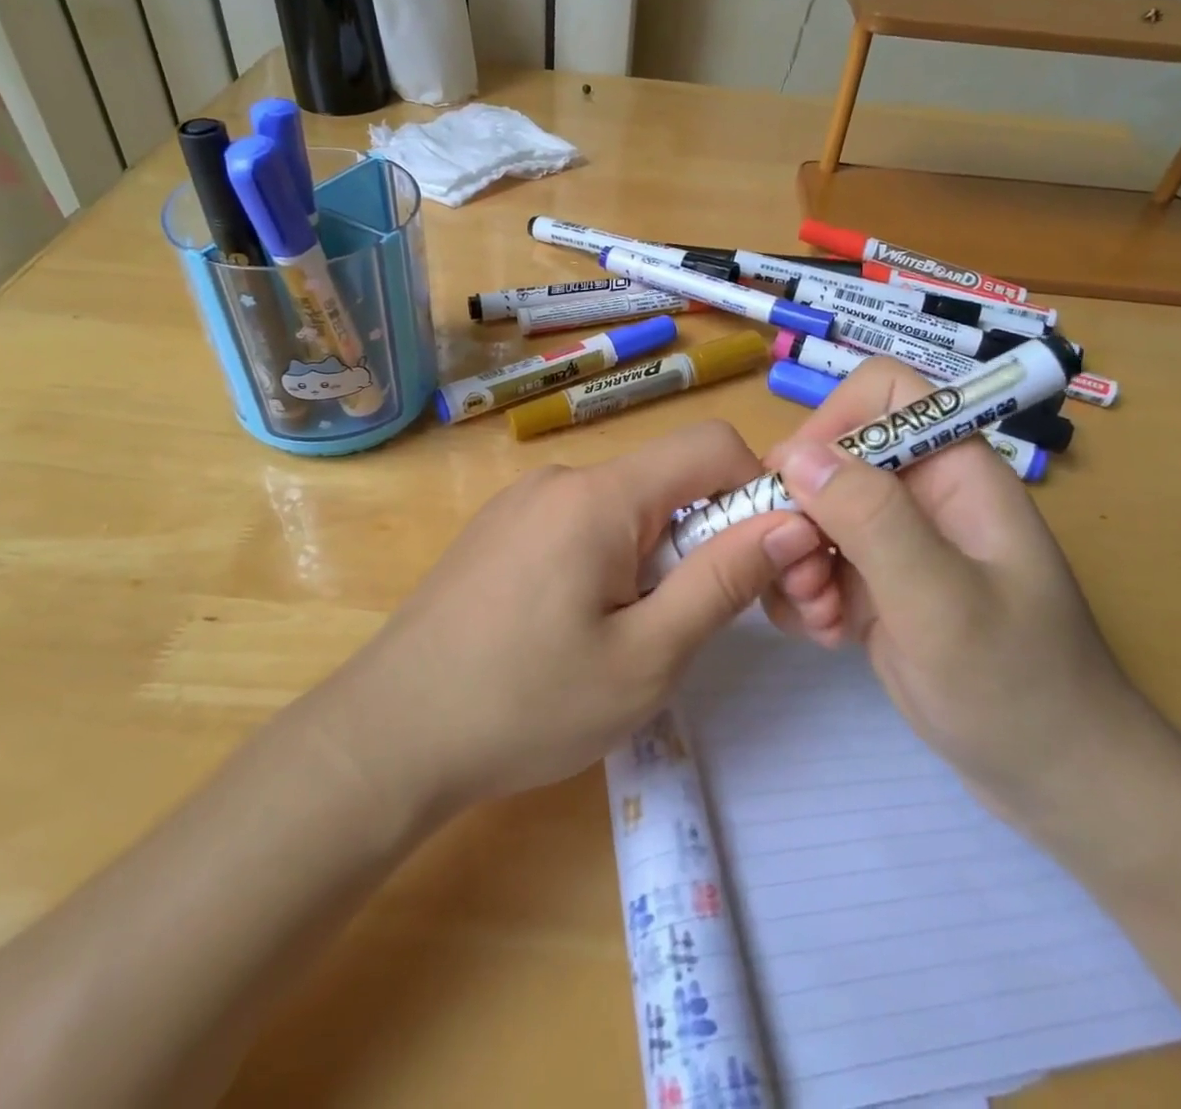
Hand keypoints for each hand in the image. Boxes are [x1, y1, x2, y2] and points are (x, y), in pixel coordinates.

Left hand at [315, 420, 825, 812]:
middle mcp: (561, 478)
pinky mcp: (501, 530)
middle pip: (667, 480)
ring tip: (631, 636)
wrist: (388, 735)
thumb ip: (723, 581)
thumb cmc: (526, 705)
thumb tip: (792, 523)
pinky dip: (611, 560)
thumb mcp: (646, 657)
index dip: (758, 491)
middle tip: (698, 623)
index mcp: (600, 495)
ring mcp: (523, 502)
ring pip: (626, 506)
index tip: (764, 564)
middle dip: (706, 537)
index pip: (711, 445)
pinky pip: (582, 523)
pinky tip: (579, 627)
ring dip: (657, 556)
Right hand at [761, 357, 1151, 827]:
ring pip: (814, 513)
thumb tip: (795, 453)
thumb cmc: (1017, 685)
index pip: (883, 393)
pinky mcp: (878, 586)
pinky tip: (827, 635)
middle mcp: (922, 495)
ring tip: (821, 618)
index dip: (834, 421)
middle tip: (802, 574)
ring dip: (798, 561)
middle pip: (833, 458)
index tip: (796, 485)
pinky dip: (807, 593)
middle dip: (802, 512)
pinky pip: (817, 562)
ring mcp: (897, 543)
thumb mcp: (941, 600)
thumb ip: (871, 518)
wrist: (1056, 782)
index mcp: (956, 471)